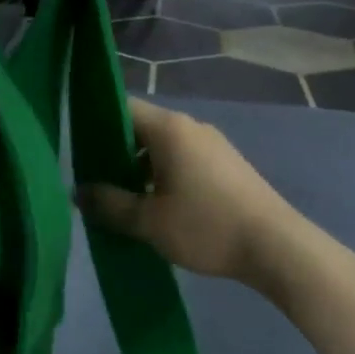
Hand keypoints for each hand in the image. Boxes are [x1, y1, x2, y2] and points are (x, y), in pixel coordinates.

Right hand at [78, 99, 316, 291]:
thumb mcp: (149, 221)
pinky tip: (159, 206)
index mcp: (169, 128)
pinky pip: (183, 158)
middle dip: (116, 152)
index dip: (97, 124)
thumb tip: (78, 192)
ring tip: (124, 200)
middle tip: (96, 183)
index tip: (79, 152)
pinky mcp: (226, 163)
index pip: (123, 107)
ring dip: (141, 167)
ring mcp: (212, 143)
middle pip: (142, 127)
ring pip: (163, 146)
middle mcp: (190, 126)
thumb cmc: (207, 226)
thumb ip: (110, 204)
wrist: (276, 246)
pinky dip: (164, 174)